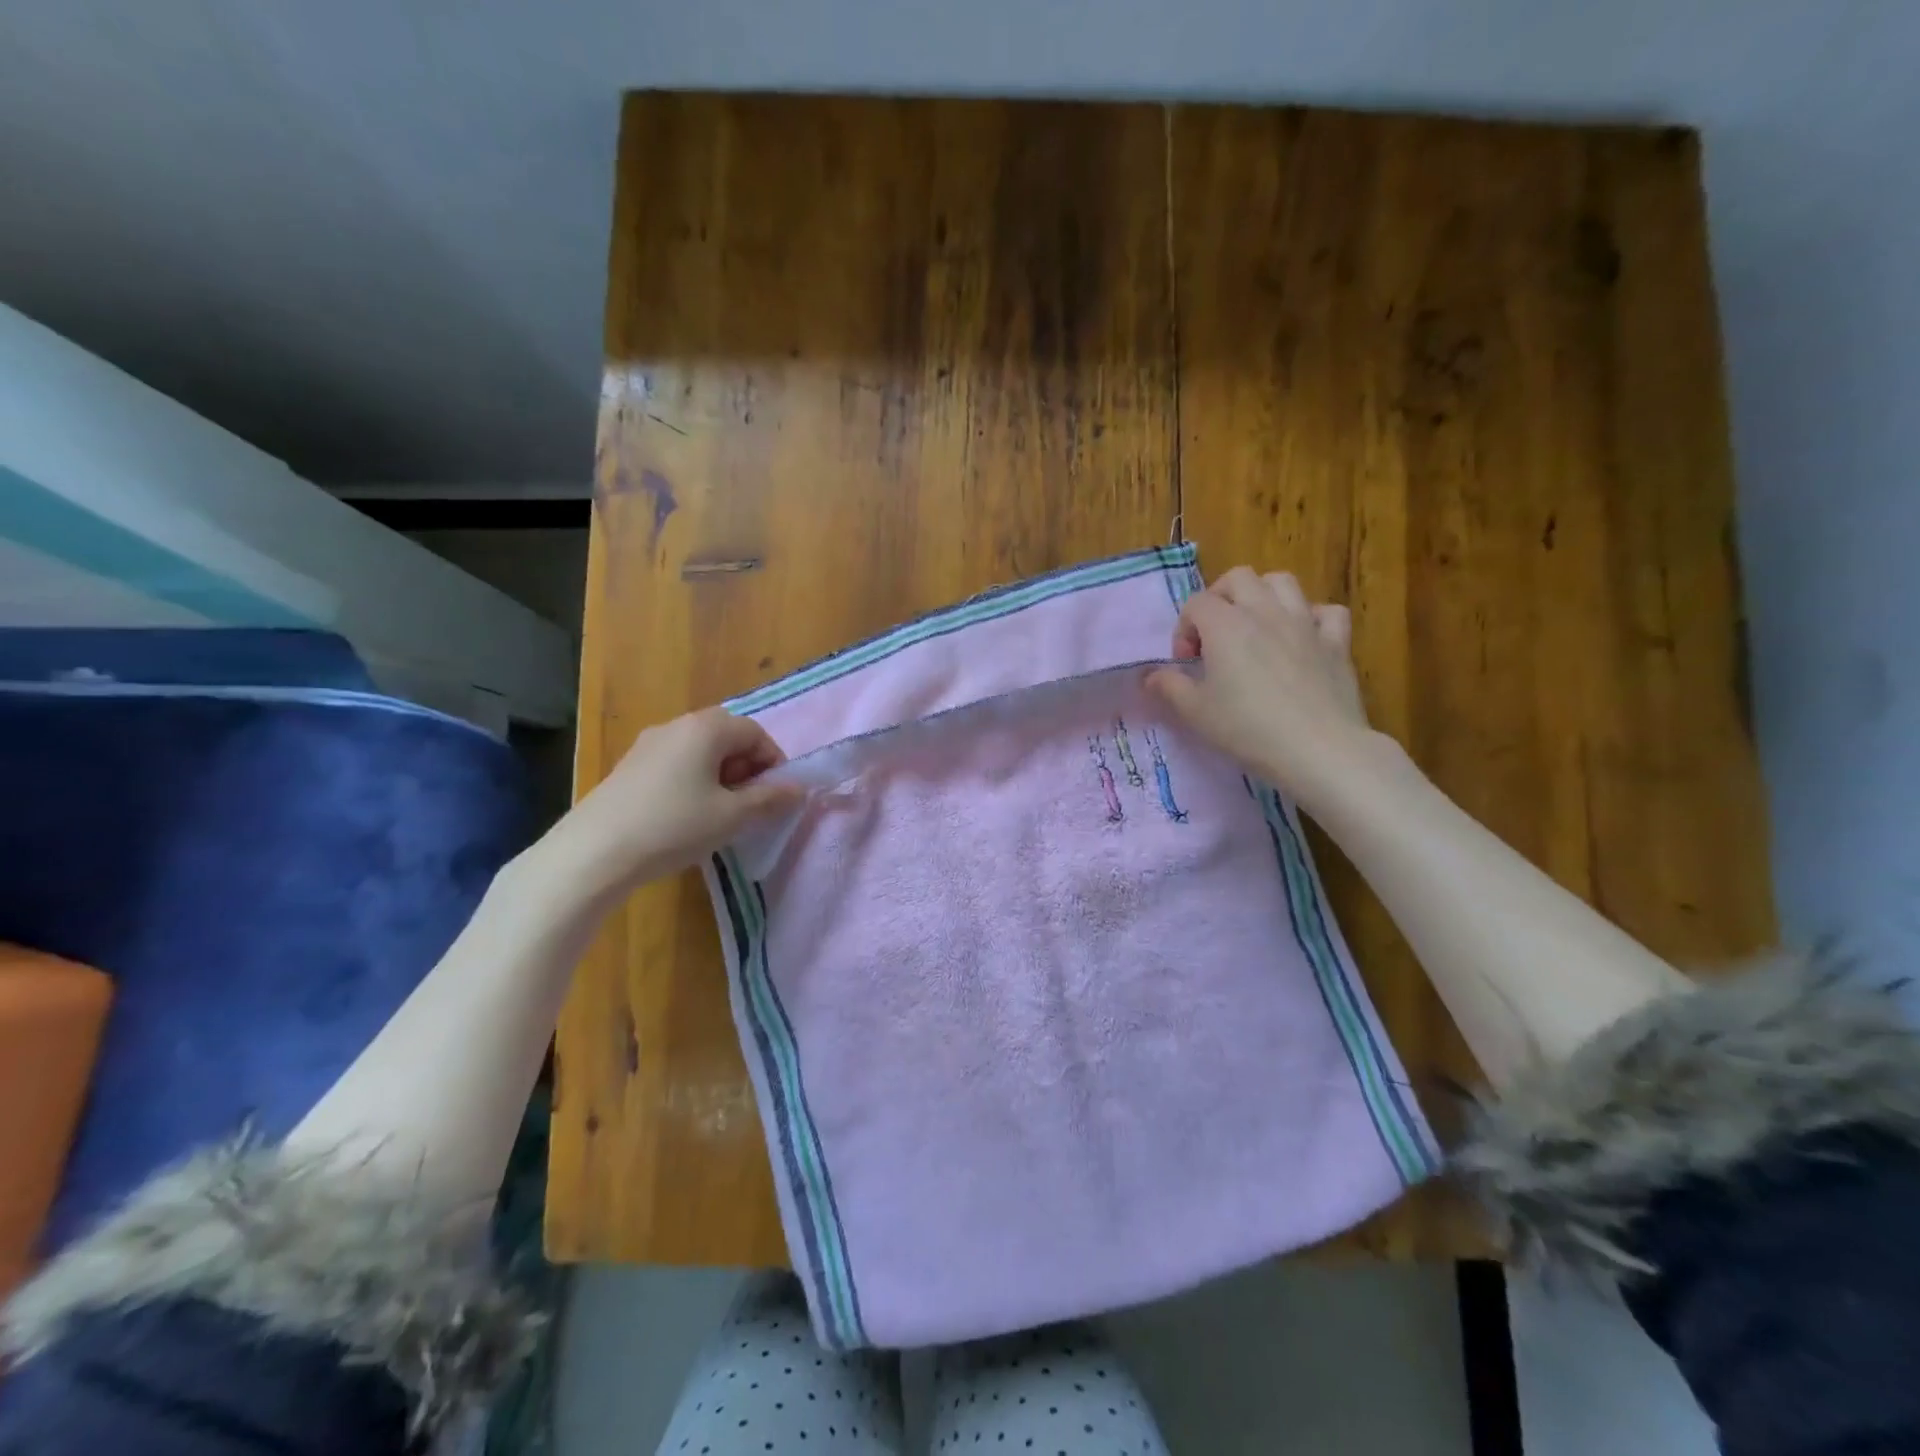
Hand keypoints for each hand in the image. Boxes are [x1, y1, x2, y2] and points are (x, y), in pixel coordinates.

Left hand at [555, 707, 804, 892]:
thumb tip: (799, 789)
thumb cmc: (675, 826)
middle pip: (727, 737)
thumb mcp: (732, 817)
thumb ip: (770, 799)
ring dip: (721, 776)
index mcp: (706, 728)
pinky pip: (676, 765)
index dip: (773, 762)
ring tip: (721, 814)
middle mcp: (677, 725)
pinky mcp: (629, 767)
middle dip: (747, 768)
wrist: (594, 852)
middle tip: (751, 804)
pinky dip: (694, 782)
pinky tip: (688, 817)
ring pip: (700, 752)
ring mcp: (648, 745)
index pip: (755, 732)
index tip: (777, 796)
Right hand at [1147, 568, 1375, 808]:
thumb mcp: (1195, 712)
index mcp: (1225, 625)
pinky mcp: (1336, 642)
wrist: (1317, 748)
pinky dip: (1312, 617)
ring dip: (1263, 596)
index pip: (1196, 603)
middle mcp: (1264, 612)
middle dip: (1220, 598)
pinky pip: (1326, 611)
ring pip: (1282, 582)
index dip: (1184, 629)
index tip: (1187, 662)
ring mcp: (1304, 623)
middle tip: (1215, 634)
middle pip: (1239, 578)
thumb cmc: (1247, 729)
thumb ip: (1169, 687)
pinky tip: (1302, 638)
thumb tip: (1150, 676)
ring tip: (1255, 627)